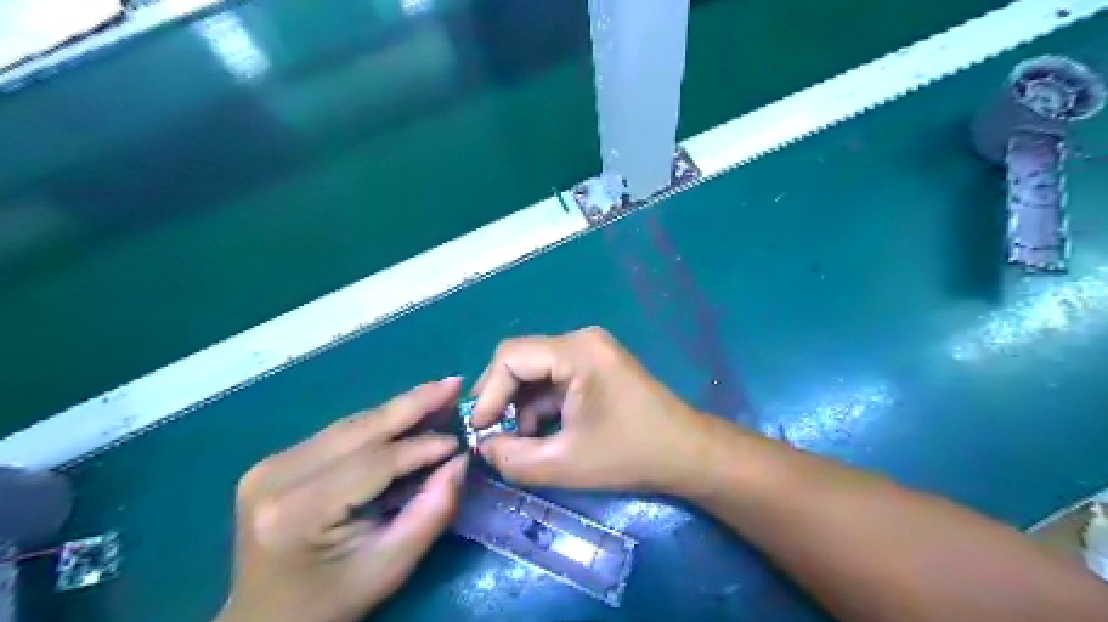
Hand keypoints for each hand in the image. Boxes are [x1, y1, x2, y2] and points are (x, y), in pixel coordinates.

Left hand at [219, 378, 467, 621]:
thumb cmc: (330, 602)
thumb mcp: (390, 567)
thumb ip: (431, 512)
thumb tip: (459, 461)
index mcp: (298, 511)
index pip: (374, 462)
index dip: (422, 447)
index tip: (460, 441)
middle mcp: (276, 477)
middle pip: (360, 430)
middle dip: (414, 404)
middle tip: (454, 383)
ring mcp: (269, 465)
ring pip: (351, 425)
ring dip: (398, 409)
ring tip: (439, 393)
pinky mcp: (273, 462)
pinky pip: (339, 434)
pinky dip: (377, 424)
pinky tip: (406, 415)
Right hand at [466, 327, 709, 493]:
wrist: (687, 453)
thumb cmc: (630, 455)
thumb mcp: (564, 463)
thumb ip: (512, 458)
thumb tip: (482, 447)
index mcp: (576, 352)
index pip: (511, 357)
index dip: (488, 393)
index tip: (479, 431)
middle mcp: (581, 340)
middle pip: (521, 359)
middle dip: (502, 399)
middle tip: (492, 436)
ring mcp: (591, 350)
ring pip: (536, 370)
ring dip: (522, 405)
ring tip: (522, 442)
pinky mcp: (596, 364)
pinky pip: (554, 377)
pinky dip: (542, 404)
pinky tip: (543, 433)